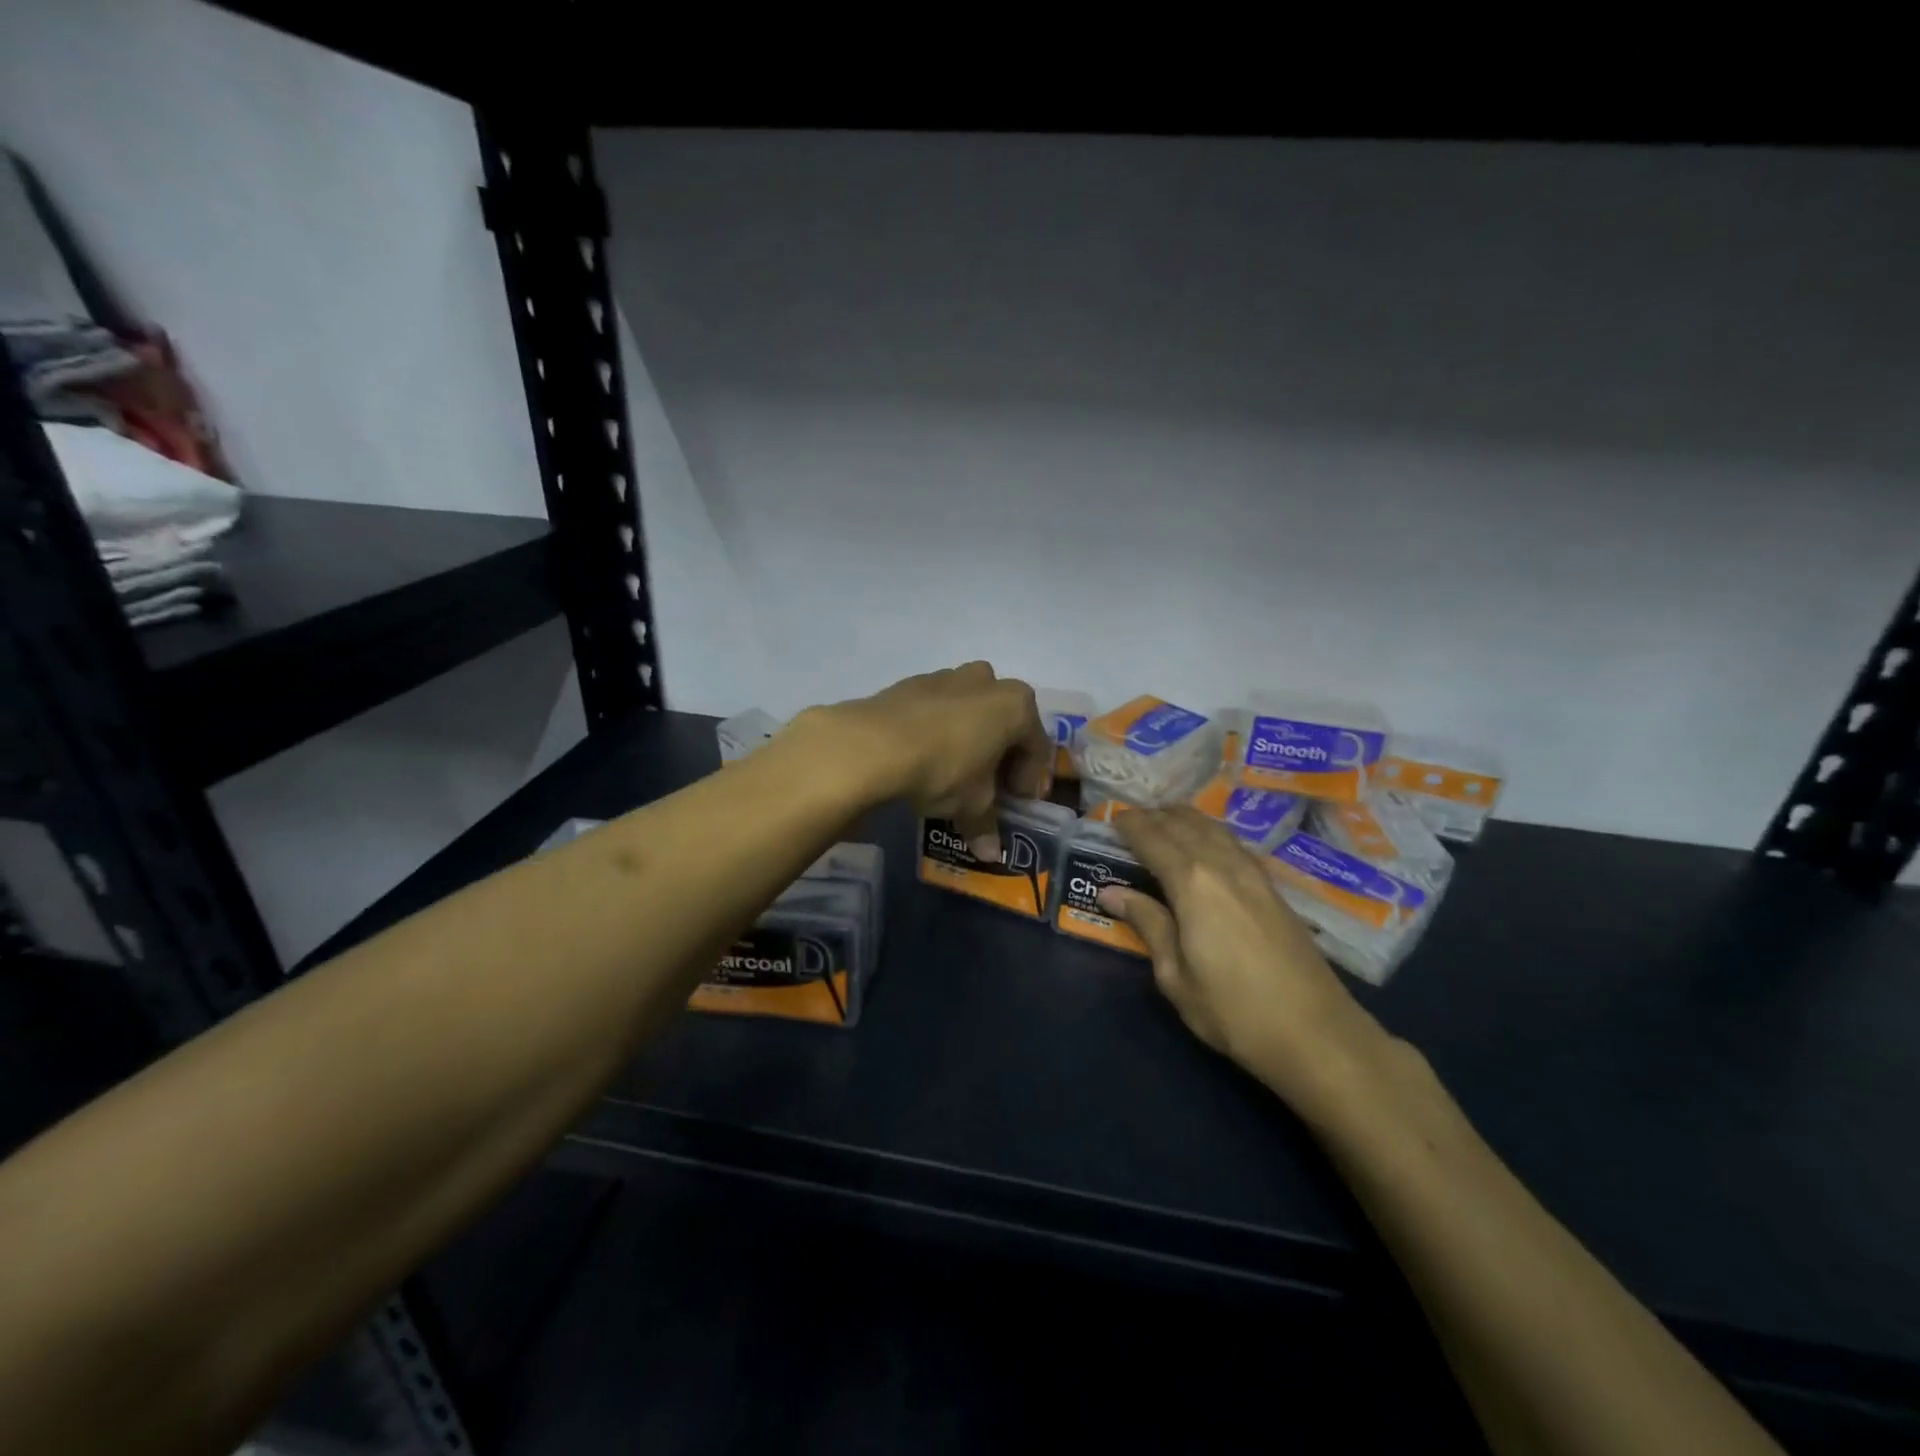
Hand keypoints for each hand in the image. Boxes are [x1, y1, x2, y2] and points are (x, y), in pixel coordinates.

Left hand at [798, 662, 1051, 860]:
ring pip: (970, 711)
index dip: (1029, 780)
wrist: (871, 744)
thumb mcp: (971, 804)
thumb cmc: (943, 769)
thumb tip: (990, 854)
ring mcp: (947, 677)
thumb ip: (986, 824)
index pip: (1036, 747)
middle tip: (988, 788)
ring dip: (969, 739)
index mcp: (1016, 705)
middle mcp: (987, 682)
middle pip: (1004, 722)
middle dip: (1000, 755)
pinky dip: (939, 730)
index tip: (1015, 804)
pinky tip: (923, 757)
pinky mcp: (911, 683)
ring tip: (954, 772)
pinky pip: (937, 709)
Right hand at [1100, 807, 1383, 1106]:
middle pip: (1185, 825)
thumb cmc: (1233, 1010)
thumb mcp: (1175, 975)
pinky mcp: (1273, 888)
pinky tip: (1207, 842)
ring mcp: (1254, 874)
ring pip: (1214, 828)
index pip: (1153, 839)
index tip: (1111, 819)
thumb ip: (1147, 924)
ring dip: (1185, 818)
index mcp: (1192, 883)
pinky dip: (1210, 832)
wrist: (1315, 1033)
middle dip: (1155, 816)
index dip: (1130, 825)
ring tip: (1165, 819)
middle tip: (1132, 818)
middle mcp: (1223, 865)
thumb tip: (1110, 892)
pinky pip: (1233, 843)